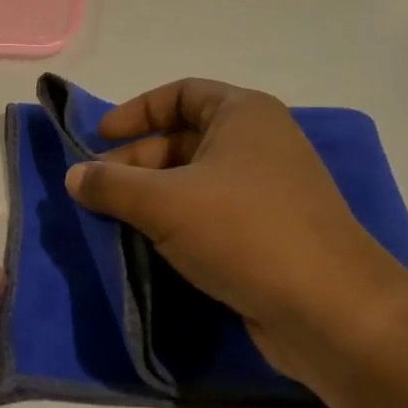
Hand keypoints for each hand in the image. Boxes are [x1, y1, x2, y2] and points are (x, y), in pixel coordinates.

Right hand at [64, 78, 407, 380]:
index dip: (135, 112)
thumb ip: (111, 185)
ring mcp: (269, 190)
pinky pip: (213, 214)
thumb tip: (74, 177)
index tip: (99, 139)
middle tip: (98, 190)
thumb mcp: (164, 203)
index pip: (179, 94)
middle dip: (137, 161)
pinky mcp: (271, 233)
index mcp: (243, 114)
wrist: (332, 312)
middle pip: (184, 138)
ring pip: (196, 180)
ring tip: (117, 221)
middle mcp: (260, 143)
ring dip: (154, 196)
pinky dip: (180, 222)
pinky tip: (153, 247)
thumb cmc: (245, 232)